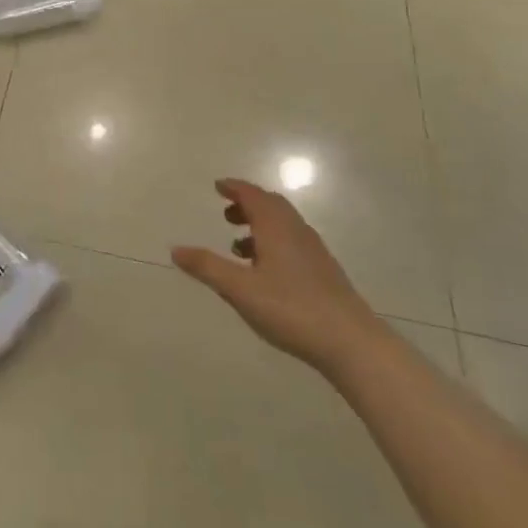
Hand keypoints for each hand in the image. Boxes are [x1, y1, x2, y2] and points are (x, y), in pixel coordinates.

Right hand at [171, 178, 376, 368]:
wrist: (351, 342)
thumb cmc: (291, 309)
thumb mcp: (240, 289)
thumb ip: (207, 267)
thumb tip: (176, 249)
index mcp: (276, 227)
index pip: (253, 195)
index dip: (234, 188)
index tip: (218, 186)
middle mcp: (296, 231)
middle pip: (271, 205)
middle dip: (247, 205)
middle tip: (226, 214)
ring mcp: (314, 251)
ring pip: (284, 225)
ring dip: (260, 225)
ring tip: (239, 247)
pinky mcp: (324, 271)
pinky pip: (293, 242)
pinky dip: (274, 242)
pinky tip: (266, 271)